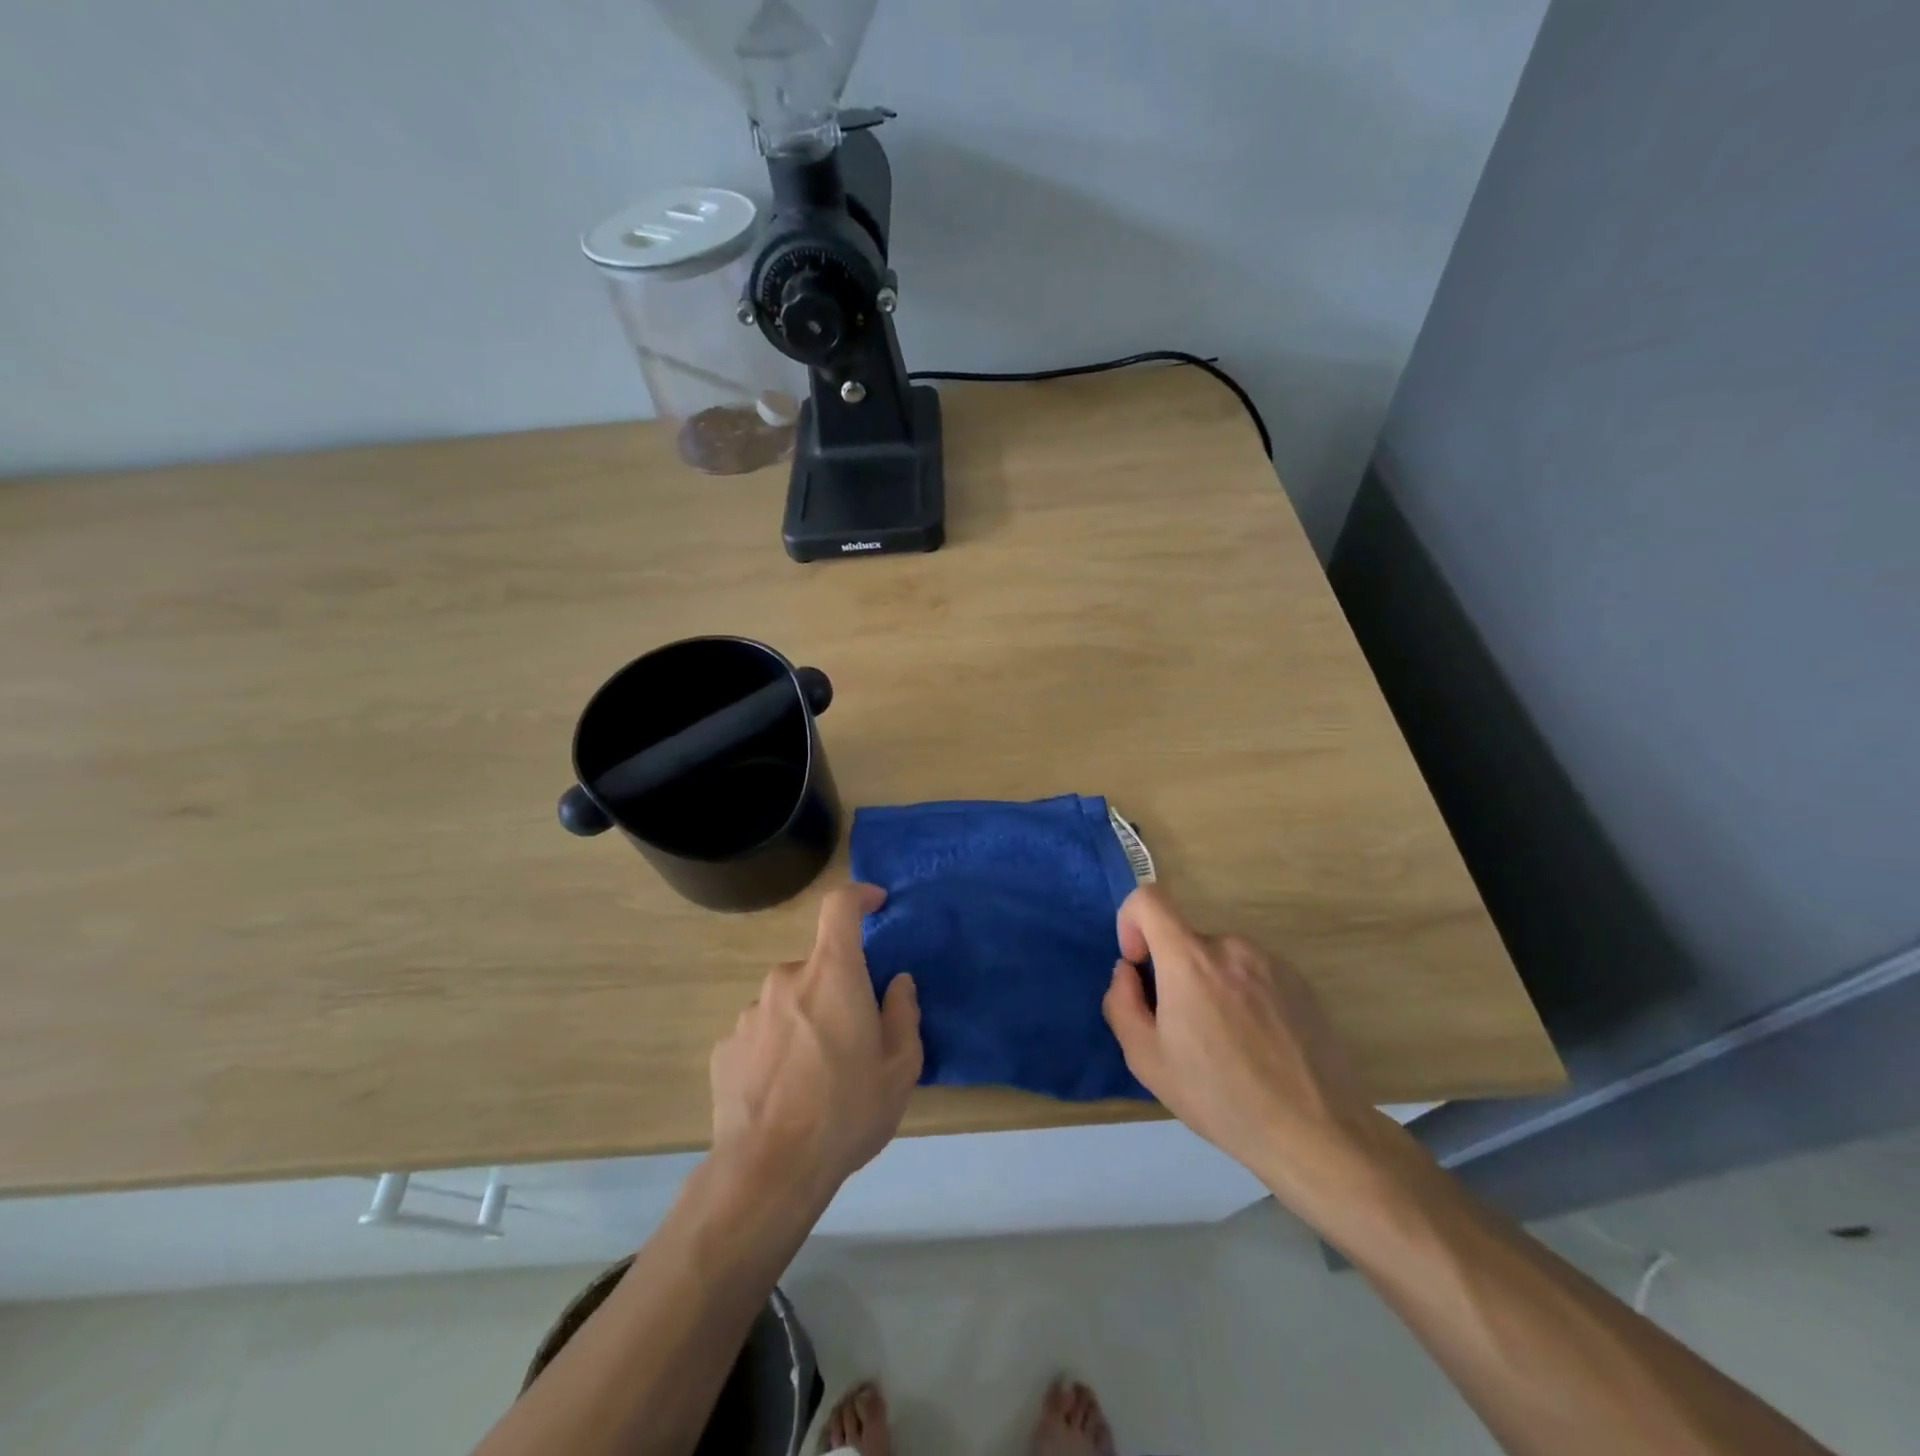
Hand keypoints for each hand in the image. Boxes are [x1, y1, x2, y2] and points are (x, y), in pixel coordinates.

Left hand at [709, 883, 922, 1200]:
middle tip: (852, 1039)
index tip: (875, 904)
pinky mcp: (725, 1046)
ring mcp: (750, 1012)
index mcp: (832, 973)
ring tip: (816, 1076)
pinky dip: (777, 1047)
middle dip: (837, 989)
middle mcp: (786, 979)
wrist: (769, 1171)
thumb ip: (903, 1014)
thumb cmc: (847, 1111)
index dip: (858, 897)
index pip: (840, 908)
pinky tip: (783, 1092)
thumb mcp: (900, 1068)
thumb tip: (898, 983)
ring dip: (805, 1020)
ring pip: (788, 1000)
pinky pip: (761, 1032)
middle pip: (818, 966)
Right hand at [1102, 885, 1380, 1214]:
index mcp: (1190, 959)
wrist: (1314, 1131)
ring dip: (1209, 986)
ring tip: (1226, 1043)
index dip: (1131, 921)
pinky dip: (1242, 994)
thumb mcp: (1147, 1059)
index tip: (1139, 964)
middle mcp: (1231, 946)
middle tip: (1184, 1030)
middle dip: (1173, 973)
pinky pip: (1252, 973)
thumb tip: (1128, 972)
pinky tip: (1257, 1045)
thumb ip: (1121, 1002)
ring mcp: (1270, 961)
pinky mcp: (1299, 980)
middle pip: (1184, 940)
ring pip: (1219, 959)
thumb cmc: (1219, 1097)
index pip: (1148, 899)